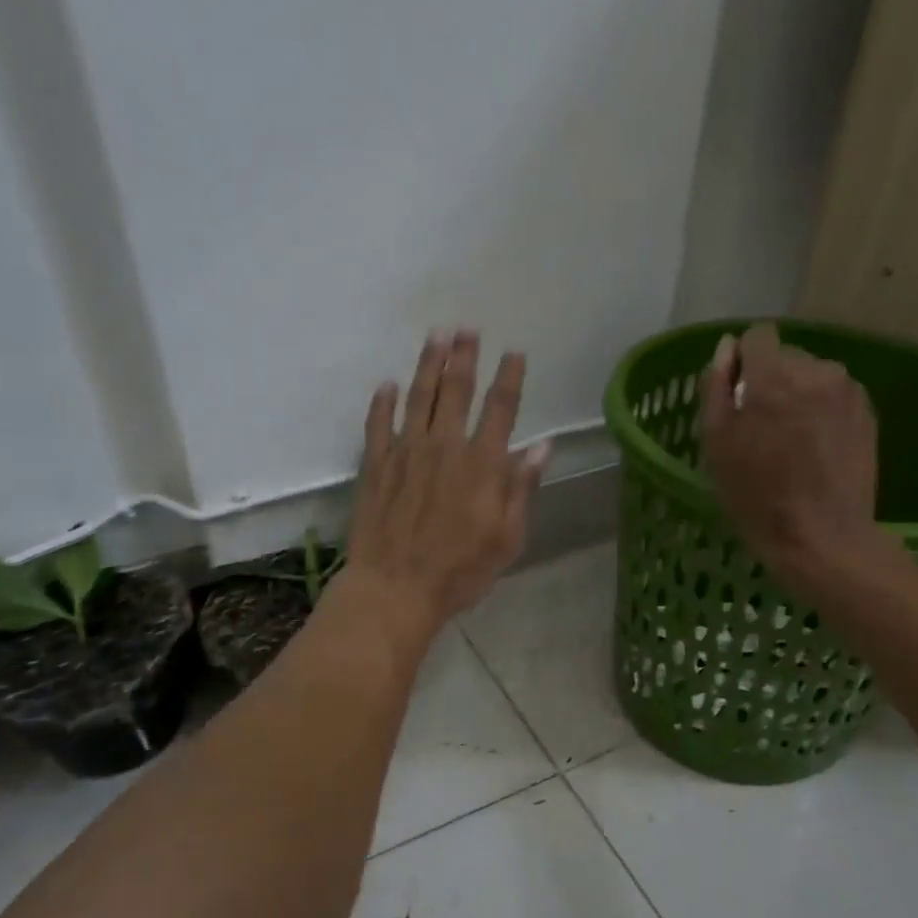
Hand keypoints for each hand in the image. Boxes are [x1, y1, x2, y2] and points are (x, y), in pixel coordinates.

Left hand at [337, 329, 550, 646]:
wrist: (395, 588)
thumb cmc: (459, 571)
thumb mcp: (506, 538)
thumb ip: (521, 489)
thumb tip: (541, 447)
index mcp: (482, 465)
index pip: (501, 409)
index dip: (510, 377)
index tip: (514, 352)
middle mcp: (445, 447)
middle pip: (457, 391)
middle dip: (464, 356)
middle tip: (466, 328)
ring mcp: (405, 453)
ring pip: (419, 397)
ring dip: (428, 364)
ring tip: (434, 336)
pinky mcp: (375, 466)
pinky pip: (378, 424)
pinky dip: (383, 402)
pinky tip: (387, 385)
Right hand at [700, 322, 892, 591]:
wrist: (820, 536)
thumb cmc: (756, 495)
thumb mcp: (716, 444)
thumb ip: (716, 387)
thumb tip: (726, 350)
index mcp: (773, 375)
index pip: (758, 336)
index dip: (743, 361)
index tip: (737, 393)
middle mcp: (816, 370)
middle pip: (786, 356)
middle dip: (771, 381)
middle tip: (762, 427)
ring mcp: (847, 390)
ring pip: (812, 376)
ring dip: (798, 395)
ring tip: (791, 440)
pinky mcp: (867, 412)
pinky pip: (834, 396)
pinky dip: (821, 411)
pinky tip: (815, 447)